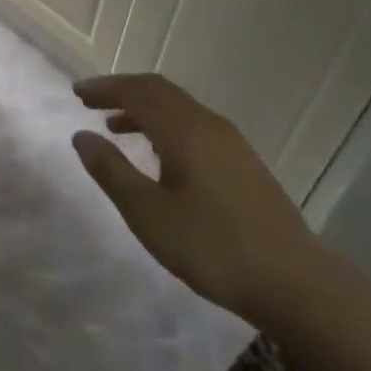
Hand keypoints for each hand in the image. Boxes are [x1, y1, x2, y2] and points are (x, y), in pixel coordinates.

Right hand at [72, 73, 333, 325]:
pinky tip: (158, 154)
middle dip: (123, 91)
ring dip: (144, 109)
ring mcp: (231, 143)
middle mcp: (208, 124)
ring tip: (115, 127)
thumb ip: (111, 171)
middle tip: (90, 101)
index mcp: (184, 130)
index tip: (77, 92)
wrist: (294, 282)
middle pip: (160, 91)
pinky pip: (194, 125)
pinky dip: (165, 125)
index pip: (137, 91)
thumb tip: (82, 136)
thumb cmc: (212, 246)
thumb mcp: (148, 213)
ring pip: (179, 108)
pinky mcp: (243, 163)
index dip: (104, 88)